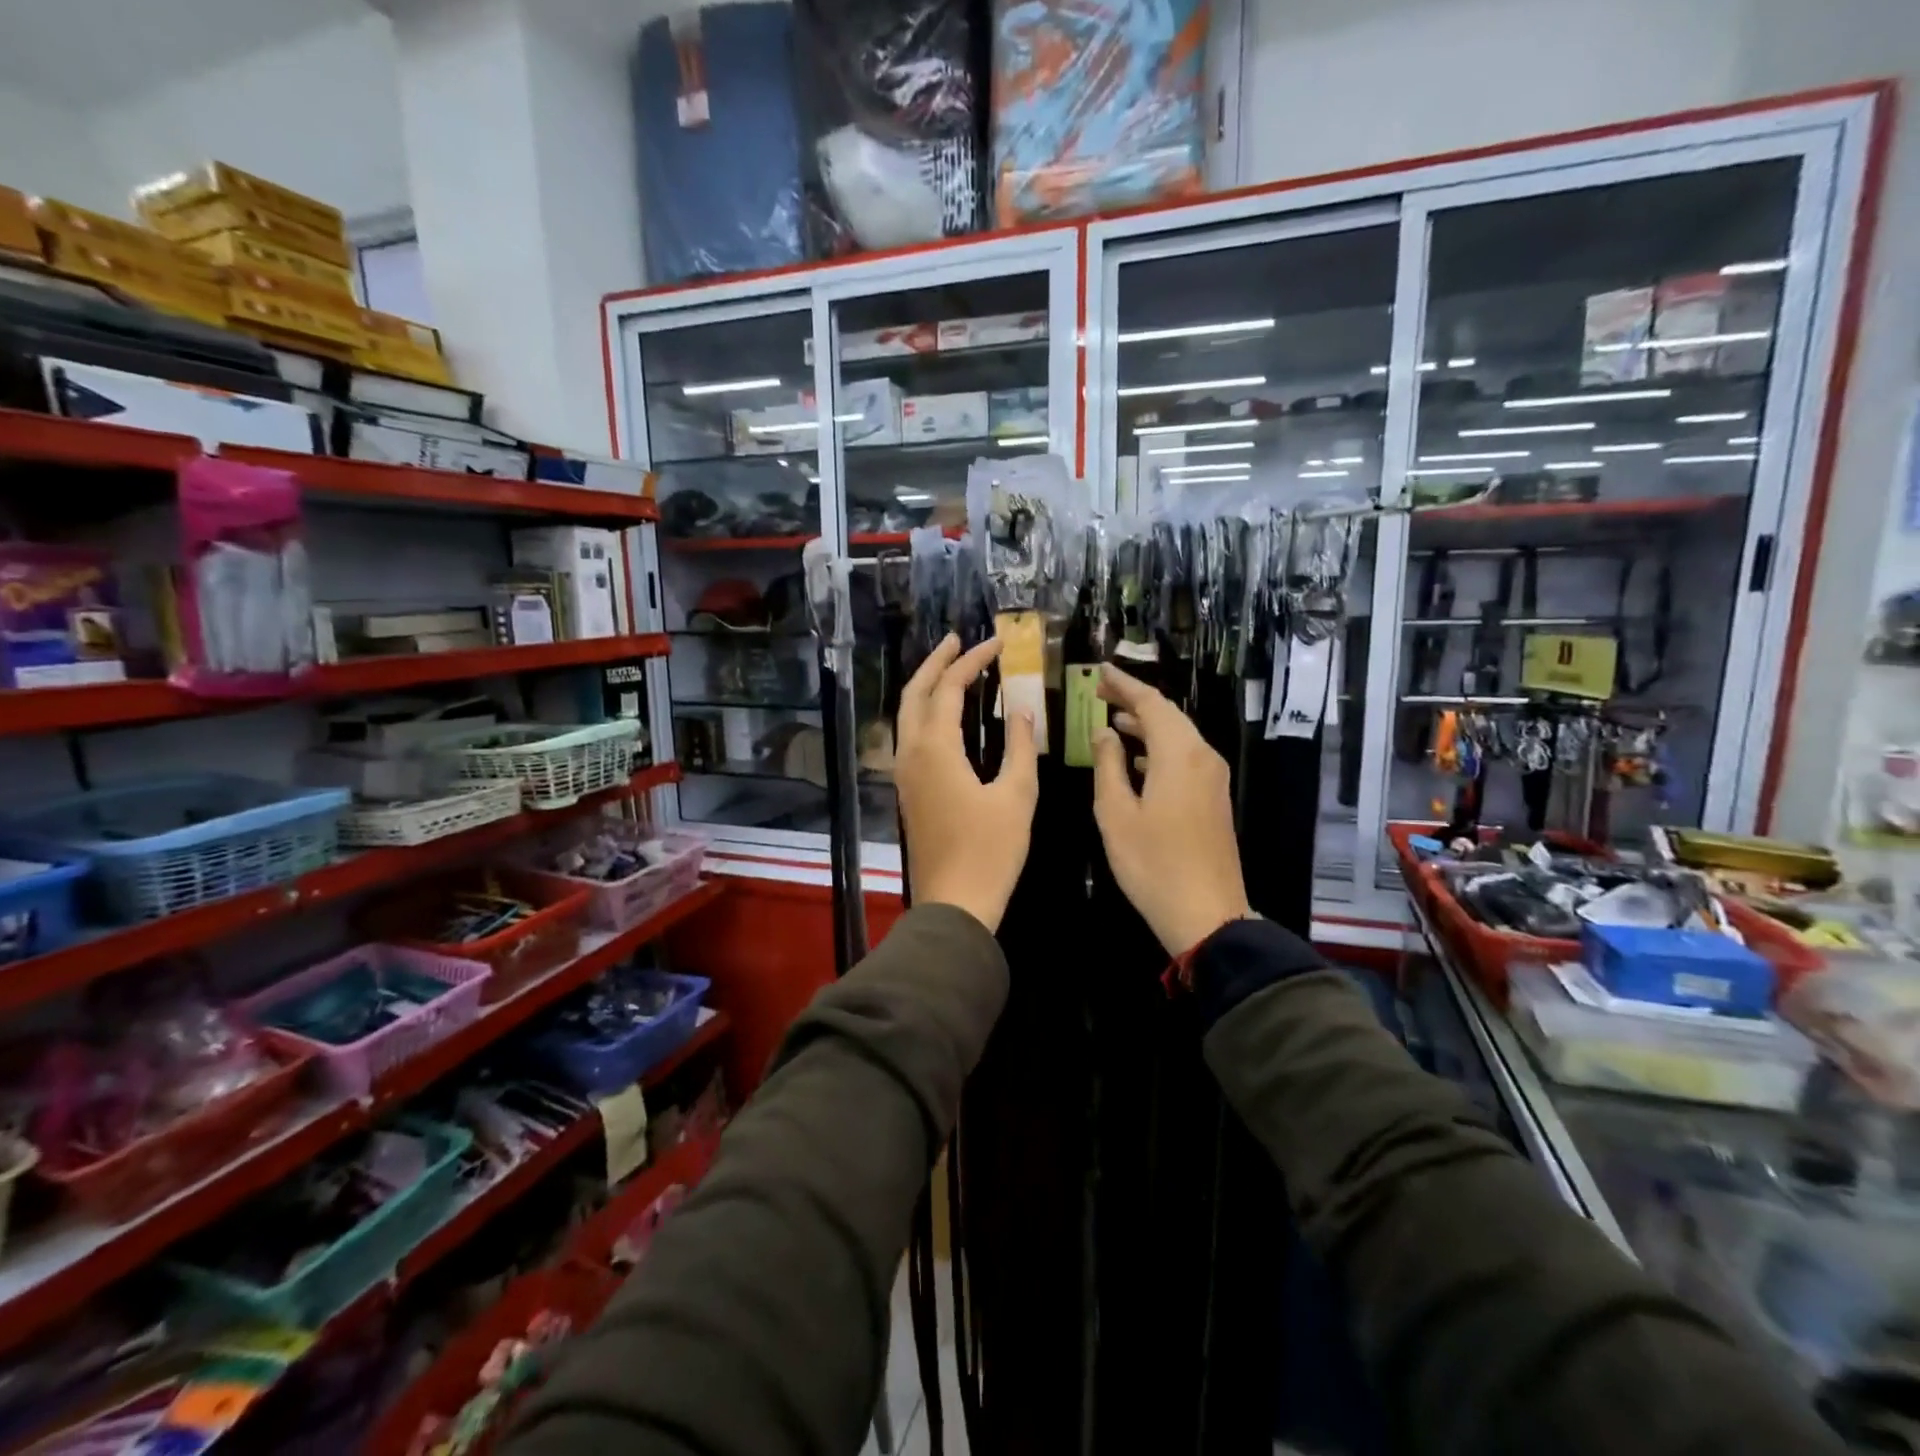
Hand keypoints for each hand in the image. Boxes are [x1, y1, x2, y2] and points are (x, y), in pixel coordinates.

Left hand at [895, 633, 1038, 932]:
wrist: (954, 903)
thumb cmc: (990, 850)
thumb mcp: (1017, 795)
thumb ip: (1019, 747)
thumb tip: (1021, 711)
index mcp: (936, 748)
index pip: (950, 687)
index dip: (973, 660)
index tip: (997, 642)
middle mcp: (911, 753)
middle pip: (915, 692)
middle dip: (935, 662)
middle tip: (958, 640)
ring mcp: (905, 773)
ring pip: (907, 714)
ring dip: (927, 686)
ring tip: (952, 668)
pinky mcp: (908, 790)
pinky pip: (911, 736)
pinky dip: (926, 712)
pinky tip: (947, 715)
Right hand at [1091, 665, 1250, 955]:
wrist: (1207, 914)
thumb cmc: (1152, 863)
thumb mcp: (1116, 813)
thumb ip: (1108, 765)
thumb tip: (1104, 733)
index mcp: (1179, 754)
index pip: (1151, 703)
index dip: (1124, 683)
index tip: (1100, 670)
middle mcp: (1202, 757)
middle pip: (1168, 716)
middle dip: (1134, 701)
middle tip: (1099, 692)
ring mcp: (1213, 779)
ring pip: (1179, 736)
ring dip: (1146, 725)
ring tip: (1112, 720)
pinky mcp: (1214, 798)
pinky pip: (1185, 757)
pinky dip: (1159, 748)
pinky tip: (1137, 759)